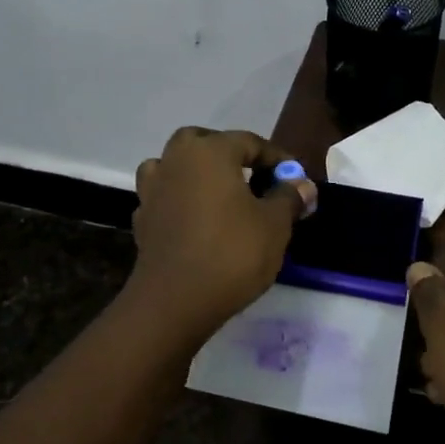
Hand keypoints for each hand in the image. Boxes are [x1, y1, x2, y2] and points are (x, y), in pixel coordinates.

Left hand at [128, 127, 317, 335]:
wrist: (174, 301)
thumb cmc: (231, 253)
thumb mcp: (274, 225)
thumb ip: (288, 198)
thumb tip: (302, 184)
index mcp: (209, 151)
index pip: (249, 142)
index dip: (276, 159)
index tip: (295, 179)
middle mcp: (175, 160)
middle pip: (204, 143)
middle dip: (230, 155)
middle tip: (253, 179)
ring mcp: (152, 189)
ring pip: (175, 166)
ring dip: (197, 174)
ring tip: (220, 197)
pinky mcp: (142, 219)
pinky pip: (165, 197)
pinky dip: (181, 202)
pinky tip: (197, 222)